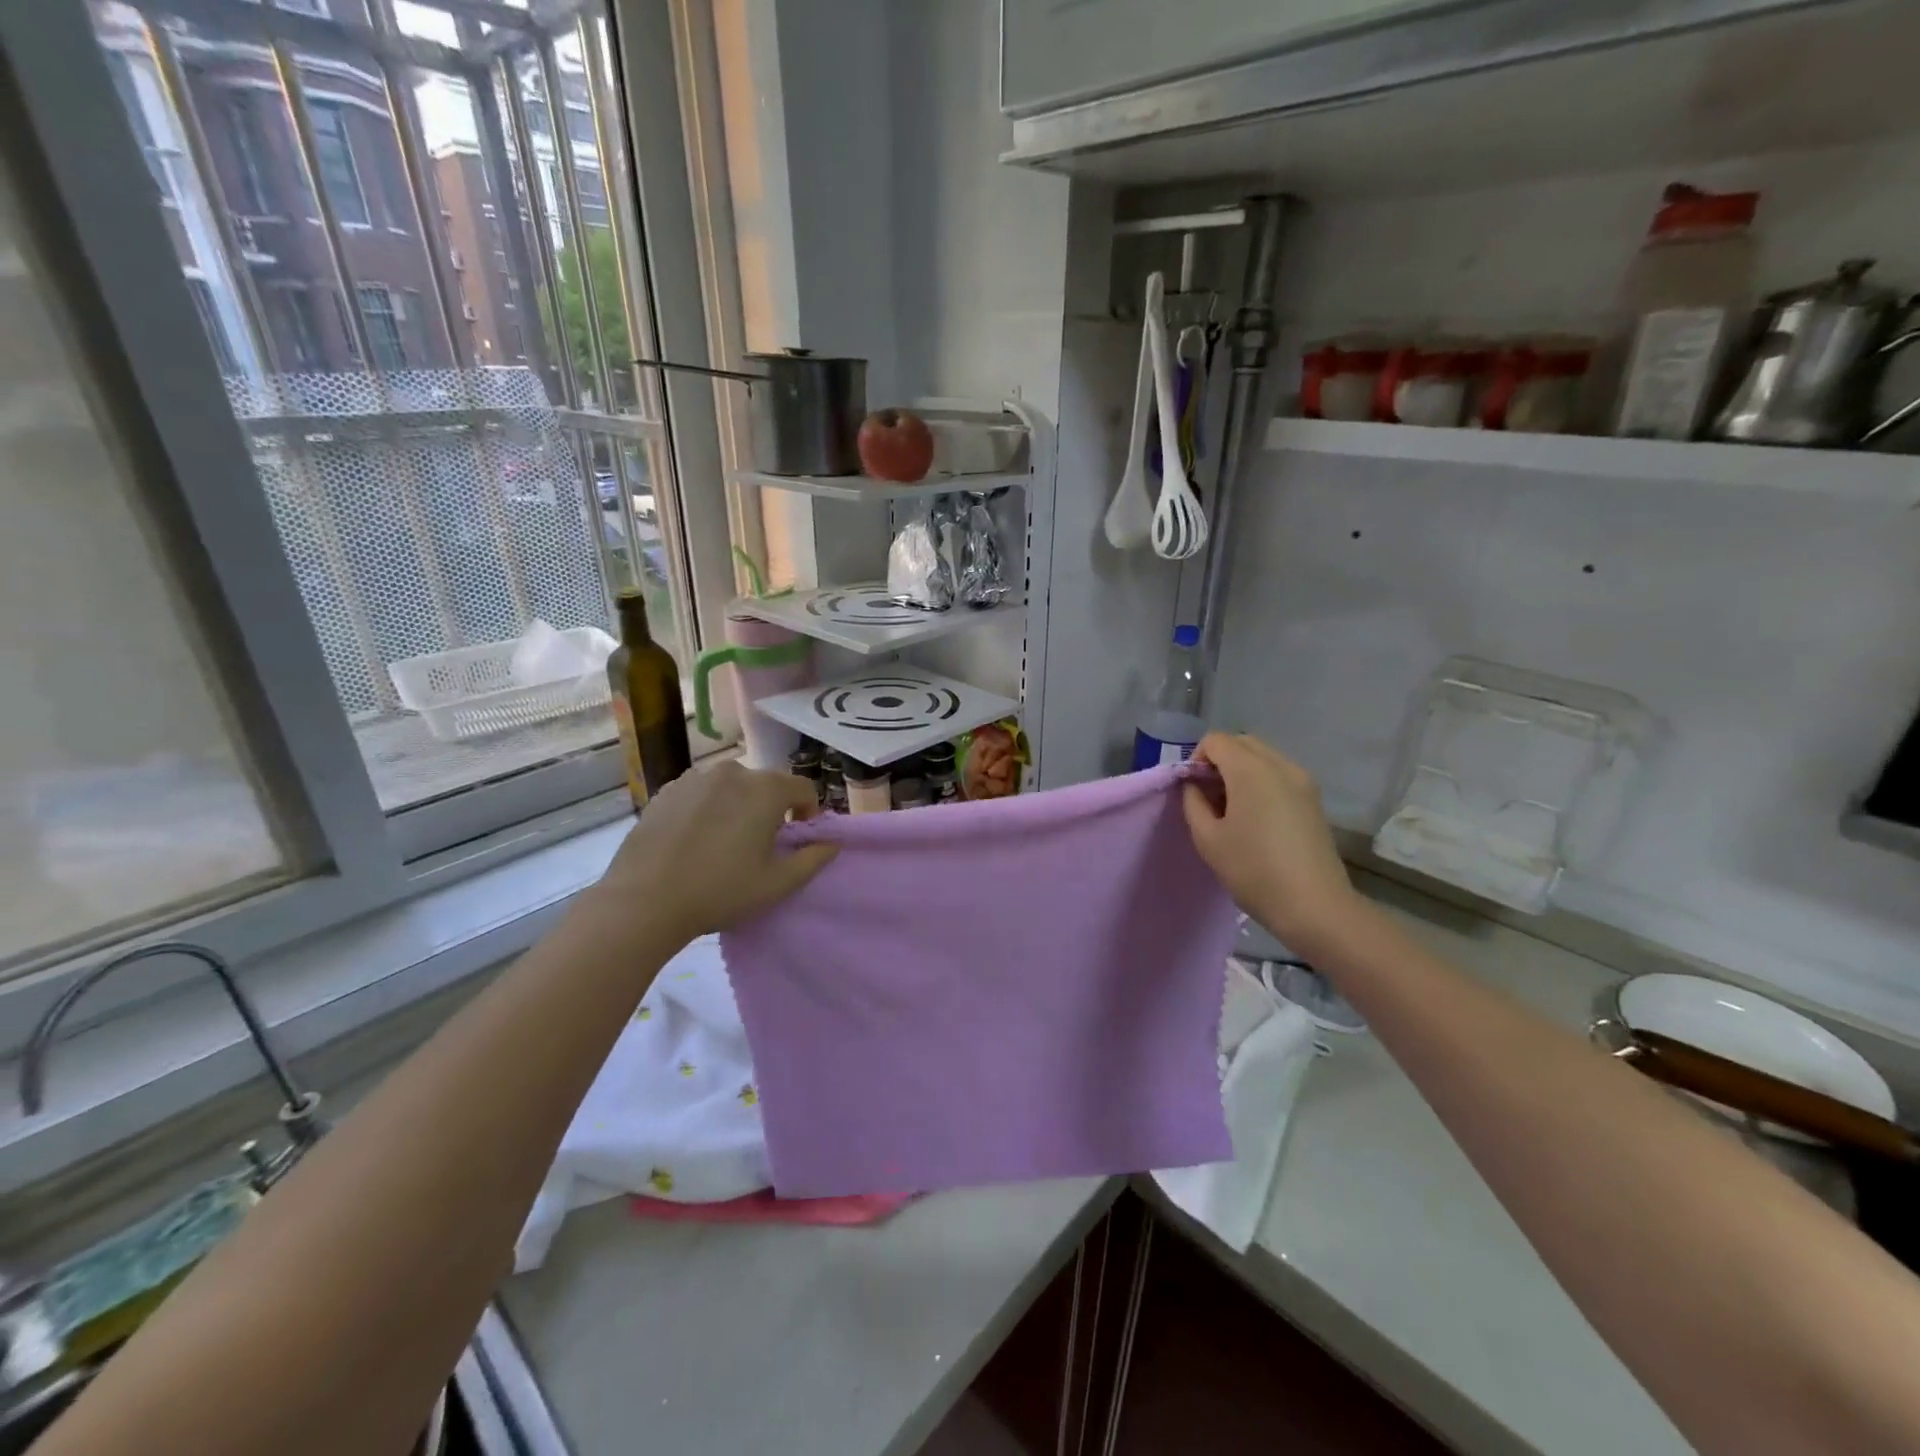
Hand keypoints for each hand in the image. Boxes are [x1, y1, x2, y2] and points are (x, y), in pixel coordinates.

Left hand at [583, 762, 836, 942]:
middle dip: (772, 808)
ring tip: (726, 840)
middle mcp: (733, 772)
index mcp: (765, 789)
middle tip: (761, 844)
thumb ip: (813, 859)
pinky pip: (701, 792)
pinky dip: (708, 807)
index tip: (797, 838)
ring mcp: (695, 778)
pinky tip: (695, 839)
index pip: (803, 788)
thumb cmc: (721, 891)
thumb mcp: (778, 883)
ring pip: (731, 786)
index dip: (809, 811)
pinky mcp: (666, 790)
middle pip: (766, 784)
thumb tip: (832, 843)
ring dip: (738, 805)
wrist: (644, 900)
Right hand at [1182, 734, 1364, 955]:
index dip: (1196, 760)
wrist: (1314, 906)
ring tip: (1232, 809)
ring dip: (1241, 770)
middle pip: (1241, 742)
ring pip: (1263, 757)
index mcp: (1251, 769)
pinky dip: (1261, 782)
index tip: (1194, 791)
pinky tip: (1256, 818)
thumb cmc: (1253, 870)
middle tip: (1209, 797)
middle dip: (1219, 761)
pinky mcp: (1314, 798)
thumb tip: (1196, 786)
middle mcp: (1280, 764)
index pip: (1215, 741)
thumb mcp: (1208, 838)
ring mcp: (1302, 780)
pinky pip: (1279, 774)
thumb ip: (1193, 802)